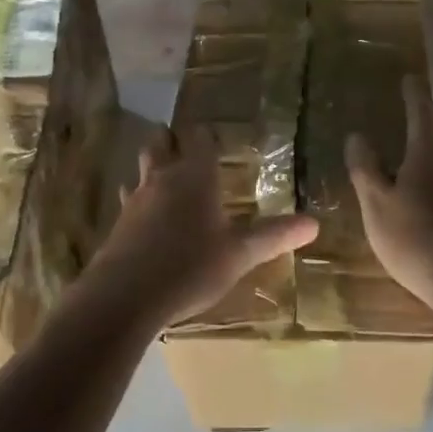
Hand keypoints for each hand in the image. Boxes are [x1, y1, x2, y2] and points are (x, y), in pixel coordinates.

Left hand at [82, 125, 318, 328]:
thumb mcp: (239, 254)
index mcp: (195, 177)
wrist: (125, 296)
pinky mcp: (118, 224)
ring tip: (163, 172)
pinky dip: (138, 198)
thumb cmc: (190, 267)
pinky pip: (128, 198)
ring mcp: (135, 199)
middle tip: (182, 143)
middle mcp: (162, 179)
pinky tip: (144, 216)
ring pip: (141, 168)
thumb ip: (274, 236)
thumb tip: (314, 223)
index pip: (200, 139)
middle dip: (171, 139)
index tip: (214, 136)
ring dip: (151, 165)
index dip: (207, 135)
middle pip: (160, 143)